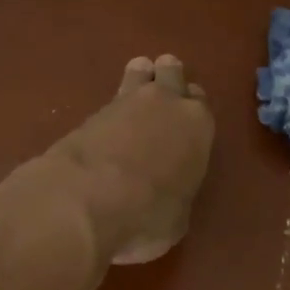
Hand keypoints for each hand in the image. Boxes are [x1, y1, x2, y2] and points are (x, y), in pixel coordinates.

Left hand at [43, 54, 214, 264]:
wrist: (88, 199)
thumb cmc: (148, 213)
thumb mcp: (176, 218)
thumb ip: (177, 196)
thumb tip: (167, 200)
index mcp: (197, 125)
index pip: (201, 101)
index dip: (193, 108)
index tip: (186, 120)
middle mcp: (166, 103)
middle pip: (171, 71)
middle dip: (168, 78)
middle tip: (162, 96)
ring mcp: (126, 101)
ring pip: (140, 71)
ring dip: (140, 78)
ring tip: (135, 92)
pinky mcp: (91, 110)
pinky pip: (111, 97)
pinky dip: (112, 107)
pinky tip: (109, 120)